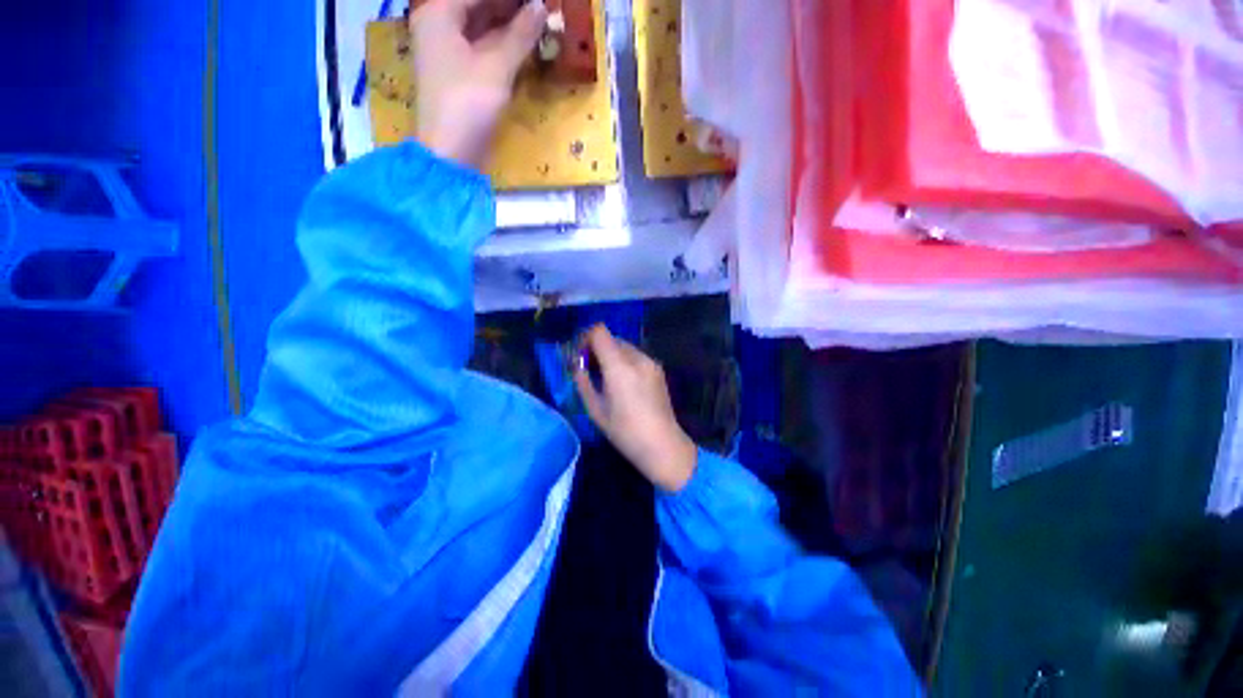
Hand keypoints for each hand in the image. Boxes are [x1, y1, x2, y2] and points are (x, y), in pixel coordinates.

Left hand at [409, 0, 546, 166]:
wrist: (452, 152)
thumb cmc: (469, 103)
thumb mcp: (497, 66)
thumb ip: (520, 34)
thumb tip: (542, 7)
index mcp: (439, 13)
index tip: (537, 1)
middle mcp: (440, 25)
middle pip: (477, 5)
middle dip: (509, 7)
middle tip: (540, 9)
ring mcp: (448, 50)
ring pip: (481, 25)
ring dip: (508, 23)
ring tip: (537, 20)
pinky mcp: (459, 72)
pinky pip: (482, 46)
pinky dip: (502, 43)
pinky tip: (523, 42)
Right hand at [573, 325, 697, 492]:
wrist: (662, 444)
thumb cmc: (625, 431)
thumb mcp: (595, 409)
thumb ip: (583, 381)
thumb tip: (576, 365)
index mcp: (619, 366)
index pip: (599, 332)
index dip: (585, 337)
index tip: (580, 355)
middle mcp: (637, 357)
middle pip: (612, 338)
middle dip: (597, 348)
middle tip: (589, 370)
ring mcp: (651, 362)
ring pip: (624, 346)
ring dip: (611, 354)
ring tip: (606, 378)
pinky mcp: (658, 369)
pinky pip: (636, 356)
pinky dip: (624, 361)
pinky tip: (623, 383)